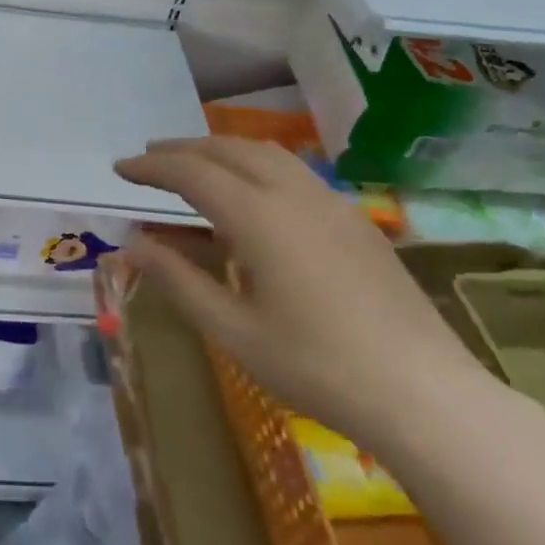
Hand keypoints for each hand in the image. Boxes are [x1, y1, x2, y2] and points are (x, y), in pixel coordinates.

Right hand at [114, 137, 491, 444]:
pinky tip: (250, 194)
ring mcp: (332, 204)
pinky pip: (293, 172)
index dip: (151, 167)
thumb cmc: (318, 367)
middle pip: (228, 150)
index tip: (119, 169)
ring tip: (192, 164)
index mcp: (259, 217)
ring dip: (221, 150)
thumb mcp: (233, 330)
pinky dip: (255, 165)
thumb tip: (132, 244)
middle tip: (148, 159)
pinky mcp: (356, 220)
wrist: (425, 395)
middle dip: (182, 149)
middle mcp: (294, 195)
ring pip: (266, 154)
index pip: (192, 173)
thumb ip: (178, 280)